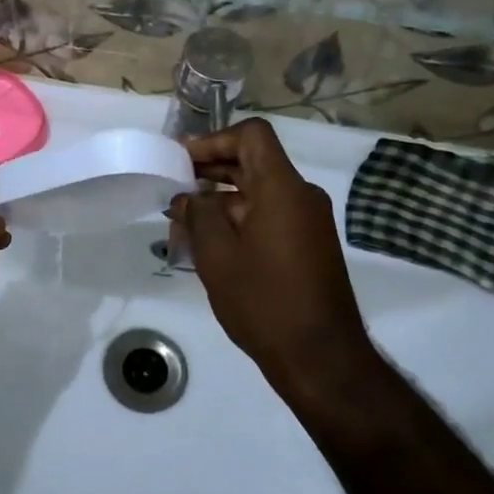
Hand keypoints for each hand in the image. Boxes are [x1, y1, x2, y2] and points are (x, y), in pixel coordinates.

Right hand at [168, 118, 375, 409]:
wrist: (321, 358)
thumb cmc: (264, 301)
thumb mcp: (217, 255)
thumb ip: (198, 214)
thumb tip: (189, 197)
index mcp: (283, 188)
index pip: (252, 135)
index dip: (214, 139)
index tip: (182, 161)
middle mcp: (301, 196)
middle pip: (253, 162)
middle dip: (210, 170)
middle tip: (173, 186)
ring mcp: (308, 222)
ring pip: (259, 192)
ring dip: (221, 199)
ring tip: (182, 221)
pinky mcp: (308, 246)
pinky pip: (270, 215)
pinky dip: (239, 219)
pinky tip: (209, 244)